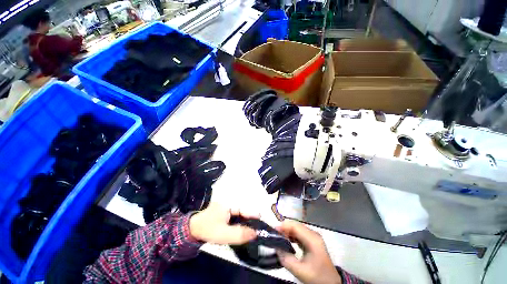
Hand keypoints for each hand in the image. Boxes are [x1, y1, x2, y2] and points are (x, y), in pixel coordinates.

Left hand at [189, 203, 257, 244]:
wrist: (193, 230)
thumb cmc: (208, 230)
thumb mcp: (224, 234)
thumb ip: (240, 234)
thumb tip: (255, 233)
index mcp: (230, 204)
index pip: (246, 210)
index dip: (255, 217)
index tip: (264, 224)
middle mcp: (231, 203)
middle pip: (245, 212)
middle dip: (251, 221)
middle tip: (258, 232)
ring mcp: (229, 207)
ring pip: (242, 215)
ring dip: (246, 223)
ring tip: (252, 232)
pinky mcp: (227, 212)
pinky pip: (237, 217)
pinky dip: (241, 223)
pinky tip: (242, 230)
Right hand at [276, 220, 341, 283]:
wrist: (331, 283)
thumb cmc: (317, 277)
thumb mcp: (300, 271)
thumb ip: (286, 259)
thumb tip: (276, 247)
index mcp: (312, 239)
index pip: (295, 226)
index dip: (284, 226)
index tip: (273, 230)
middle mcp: (313, 234)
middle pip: (296, 225)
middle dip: (284, 228)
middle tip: (274, 234)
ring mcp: (313, 237)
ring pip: (297, 228)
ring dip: (287, 231)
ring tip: (278, 237)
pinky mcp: (312, 240)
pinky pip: (299, 233)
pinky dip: (292, 235)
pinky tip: (286, 240)